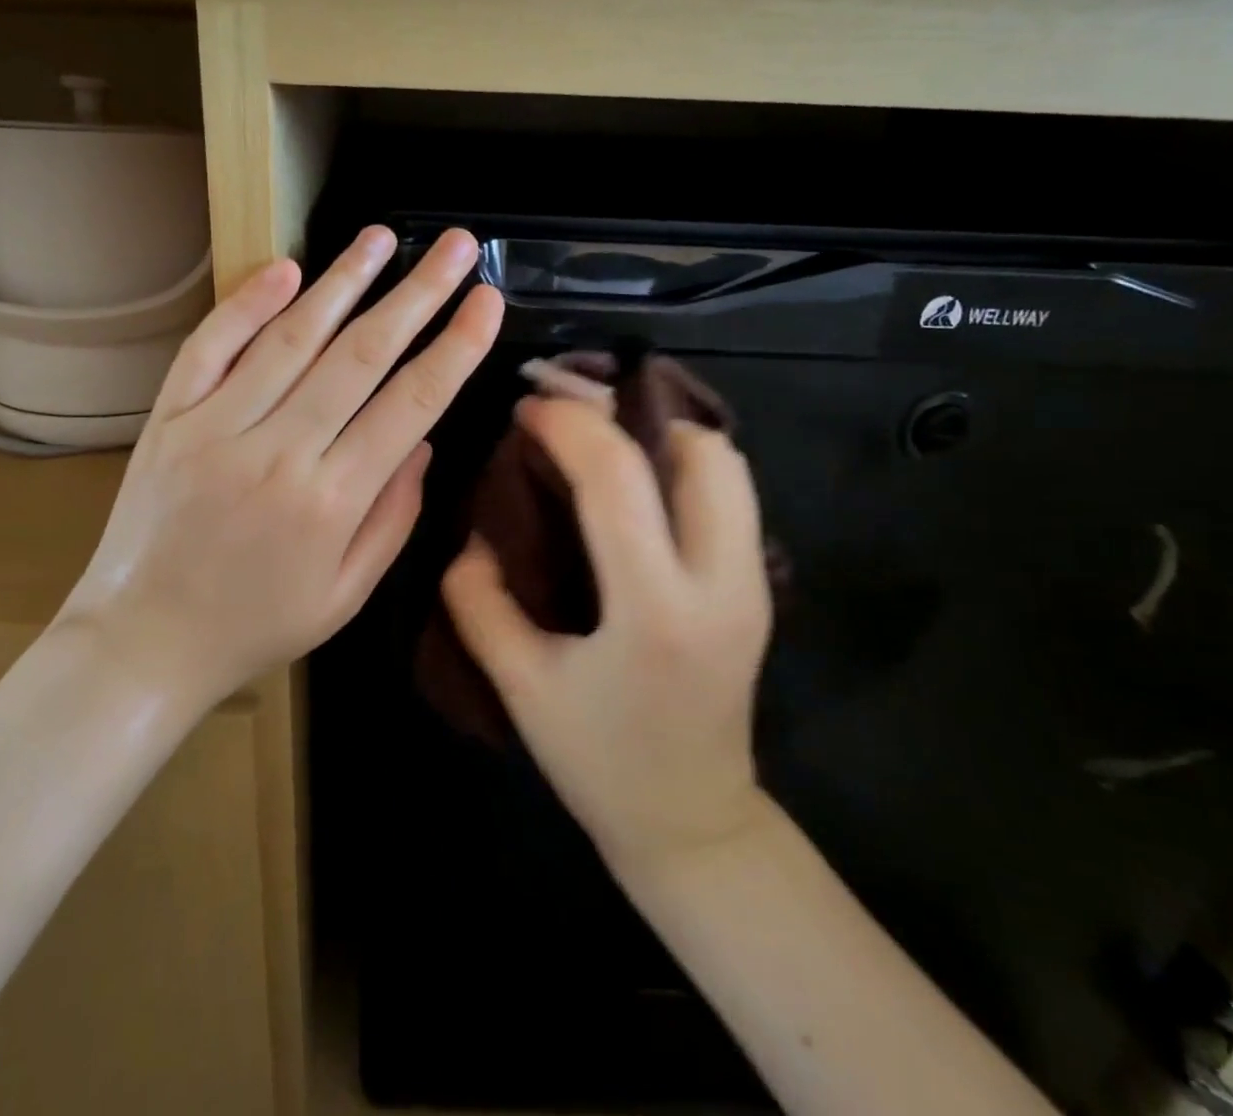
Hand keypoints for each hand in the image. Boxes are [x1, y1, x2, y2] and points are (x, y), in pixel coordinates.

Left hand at [59, 226, 502, 708]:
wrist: (144, 642)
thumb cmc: (257, 626)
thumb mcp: (347, 594)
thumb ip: (393, 515)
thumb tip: (424, 441)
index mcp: (333, 501)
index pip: (412, 404)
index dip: (456, 346)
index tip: (487, 298)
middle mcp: (279, 451)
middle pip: (362, 356)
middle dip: (417, 294)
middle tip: (455, 246)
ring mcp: (217, 428)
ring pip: (293, 338)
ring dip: (343, 281)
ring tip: (381, 238)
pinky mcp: (170, 418)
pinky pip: (211, 347)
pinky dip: (248, 303)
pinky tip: (287, 268)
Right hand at [442, 395, 773, 878]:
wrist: (692, 822)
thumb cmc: (599, 762)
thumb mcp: (520, 686)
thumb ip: (479, 602)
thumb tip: (473, 538)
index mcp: (656, 611)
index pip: (617, 479)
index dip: (567, 425)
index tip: (527, 410)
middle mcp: (722, 584)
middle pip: (702, 452)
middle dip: (630, 415)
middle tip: (571, 419)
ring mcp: (754, 584)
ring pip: (728, 466)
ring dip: (662, 436)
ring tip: (601, 445)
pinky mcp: (759, 587)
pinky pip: (730, 494)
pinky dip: (681, 465)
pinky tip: (633, 484)